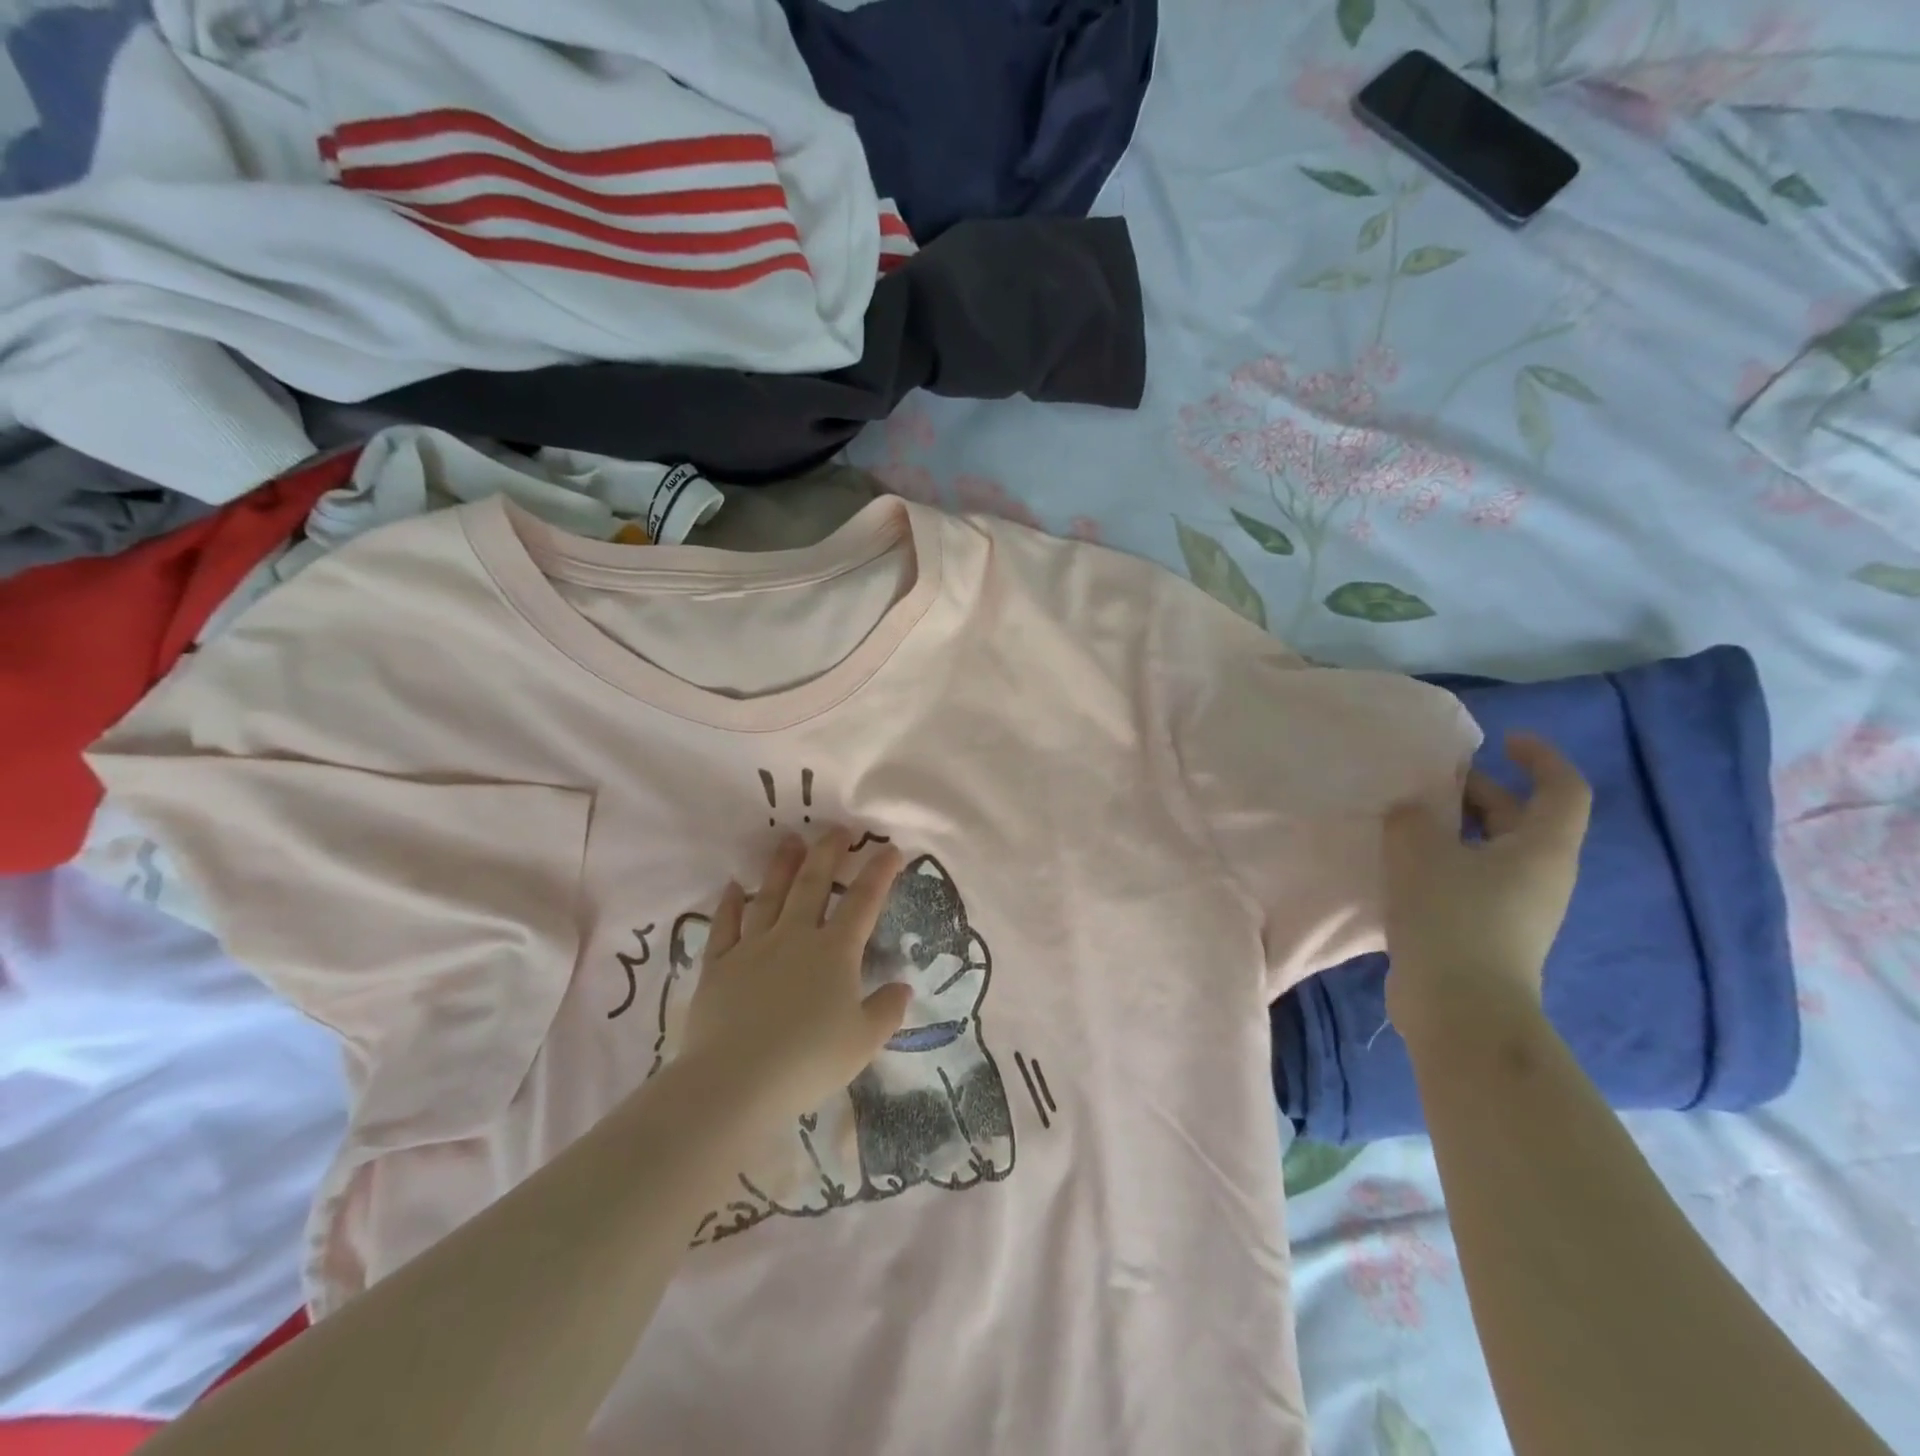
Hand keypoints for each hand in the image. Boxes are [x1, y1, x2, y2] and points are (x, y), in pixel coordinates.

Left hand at [681, 827, 912, 1122]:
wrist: (736, 1081)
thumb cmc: (808, 1061)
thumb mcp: (863, 1042)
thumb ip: (886, 1011)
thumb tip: (903, 987)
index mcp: (835, 952)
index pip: (863, 902)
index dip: (879, 872)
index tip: (890, 848)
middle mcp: (794, 936)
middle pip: (813, 884)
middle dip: (828, 853)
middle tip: (837, 829)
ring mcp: (753, 947)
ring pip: (769, 895)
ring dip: (781, 866)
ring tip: (789, 840)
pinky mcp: (719, 965)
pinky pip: (725, 925)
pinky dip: (729, 904)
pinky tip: (733, 886)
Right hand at [1382, 733, 1591, 1042]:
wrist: (1459, 1007)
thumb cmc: (1452, 917)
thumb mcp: (1419, 850)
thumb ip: (1411, 817)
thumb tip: (1410, 810)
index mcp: (1540, 848)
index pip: (1562, 789)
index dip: (1540, 758)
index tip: (1503, 740)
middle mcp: (1538, 875)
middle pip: (1518, 818)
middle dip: (1476, 791)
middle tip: (1427, 779)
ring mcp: (1514, 908)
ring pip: (1486, 850)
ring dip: (1450, 828)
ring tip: (1402, 818)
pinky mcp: (1487, 932)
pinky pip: (1468, 879)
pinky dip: (1440, 861)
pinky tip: (1397, 864)